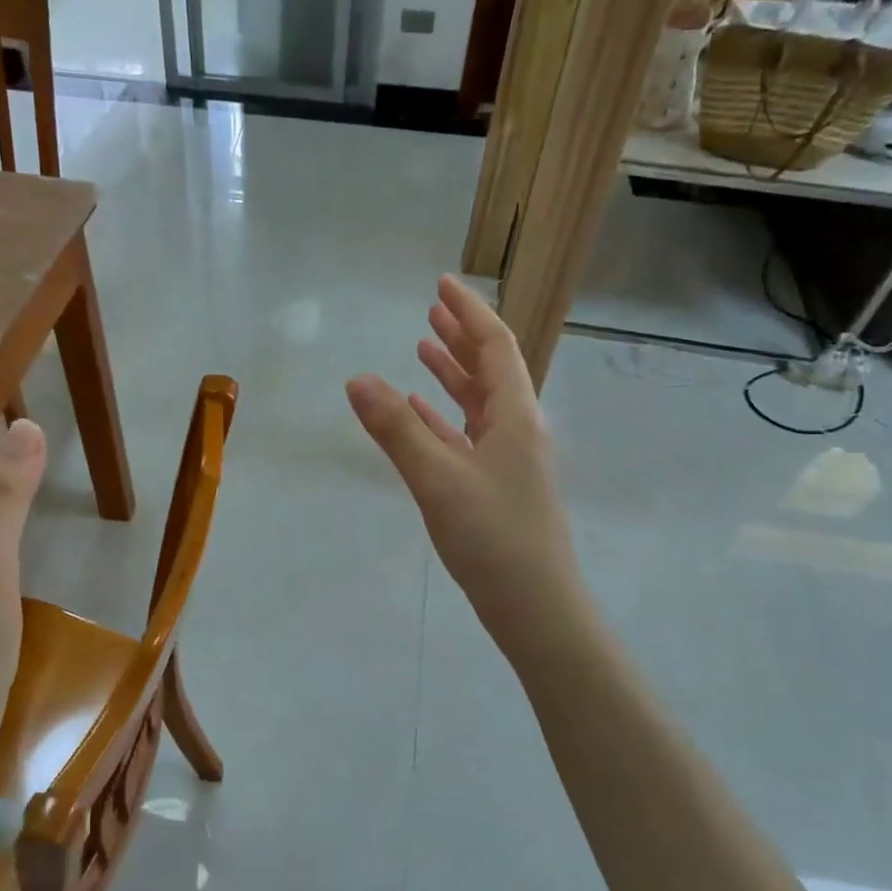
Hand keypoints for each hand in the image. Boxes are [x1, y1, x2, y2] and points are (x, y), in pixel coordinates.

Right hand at [346, 276, 580, 647]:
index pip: (495, 347)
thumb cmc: (493, 537)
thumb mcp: (438, 480)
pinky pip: (468, 436)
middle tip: (430, 308)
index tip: (442, 283)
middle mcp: (517, 430)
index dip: (469, 312)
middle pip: (491, 369)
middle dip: (461, 336)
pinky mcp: (496, 487)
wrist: (534, 607)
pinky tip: (421, 413)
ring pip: (479, 403)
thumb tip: (357, 379)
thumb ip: (397, 429)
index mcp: (515, 417)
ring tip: (422, 348)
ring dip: (453, 374)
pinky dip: (444, 417)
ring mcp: (509, 460)